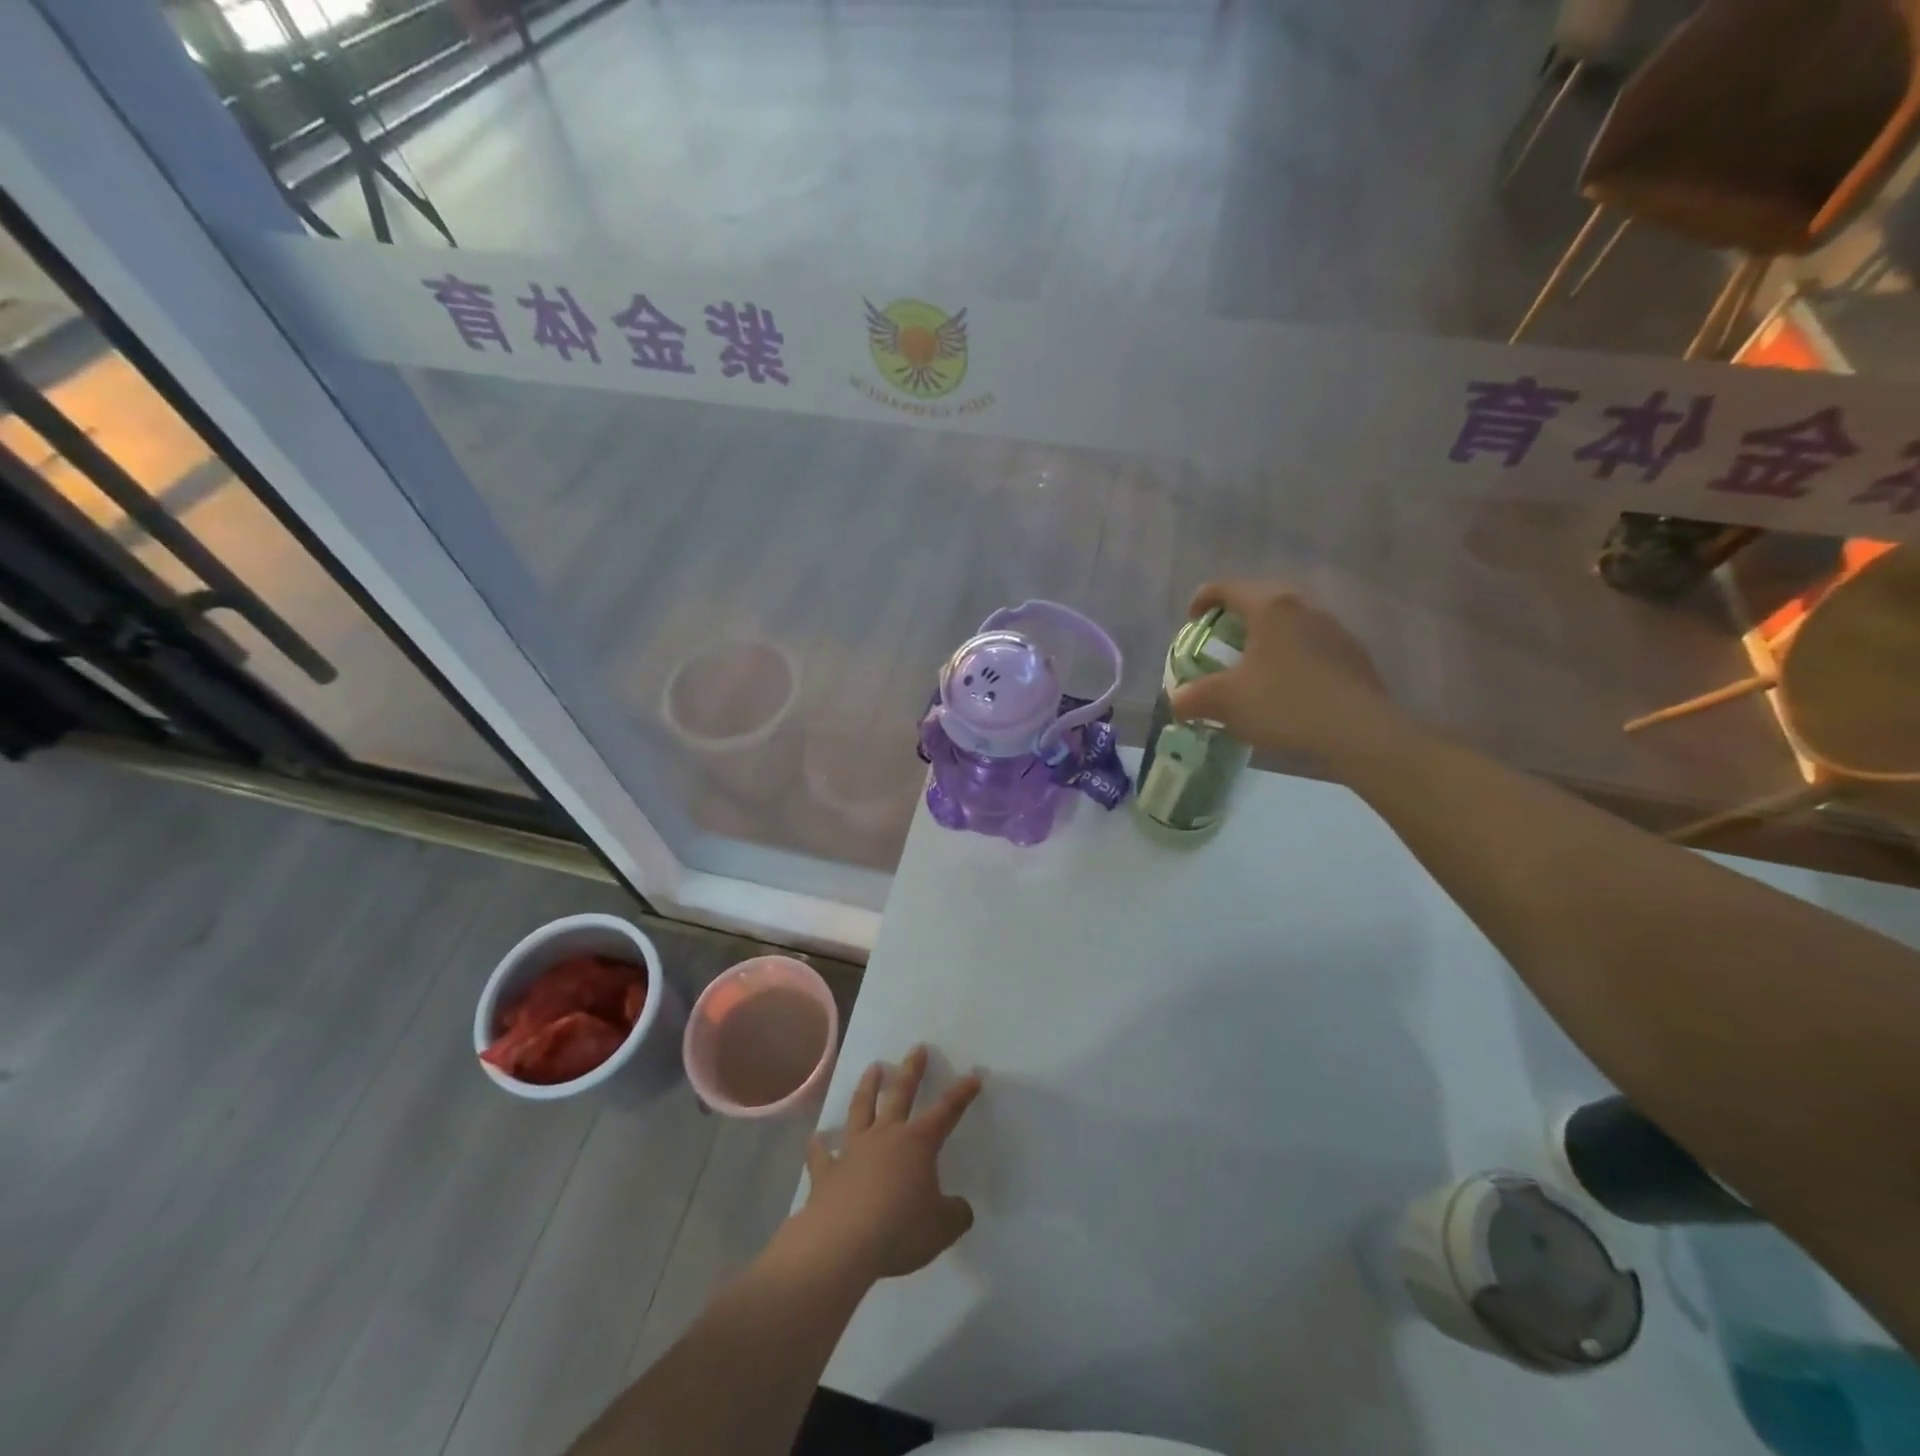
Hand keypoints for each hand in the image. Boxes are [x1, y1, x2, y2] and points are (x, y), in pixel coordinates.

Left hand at [793, 1045, 982, 1282]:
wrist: (841, 1244)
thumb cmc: (899, 1230)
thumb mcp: (942, 1228)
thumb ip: (955, 1214)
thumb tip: (959, 1208)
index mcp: (917, 1143)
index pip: (946, 1112)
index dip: (961, 1094)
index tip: (973, 1075)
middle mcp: (885, 1136)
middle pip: (900, 1094)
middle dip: (911, 1070)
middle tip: (916, 1048)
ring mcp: (853, 1150)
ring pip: (861, 1109)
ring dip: (867, 1087)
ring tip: (873, 1067)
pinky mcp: (826, 1172)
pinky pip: (821, 1154)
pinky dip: (819, 1146)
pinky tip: (817, 1139)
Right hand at [1170, 580, 1408, 761]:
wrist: (1358, 731)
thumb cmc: (1283, 703)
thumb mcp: (1223, 702)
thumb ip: (1191, 698)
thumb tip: (1177, 701)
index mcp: (1269, 607)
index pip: (1227, 587)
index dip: (1202, 600)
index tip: (1191, 622)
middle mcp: (1303, 606)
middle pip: (1261, 598)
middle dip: (1236, 618)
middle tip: (1220, 643)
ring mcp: (1333, 628)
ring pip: (1289, 622)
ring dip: (1267, 637)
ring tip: (1253, 667)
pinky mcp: (1352, 654)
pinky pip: (1310, 644)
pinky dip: (1290, 656)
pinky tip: (1286, 688)